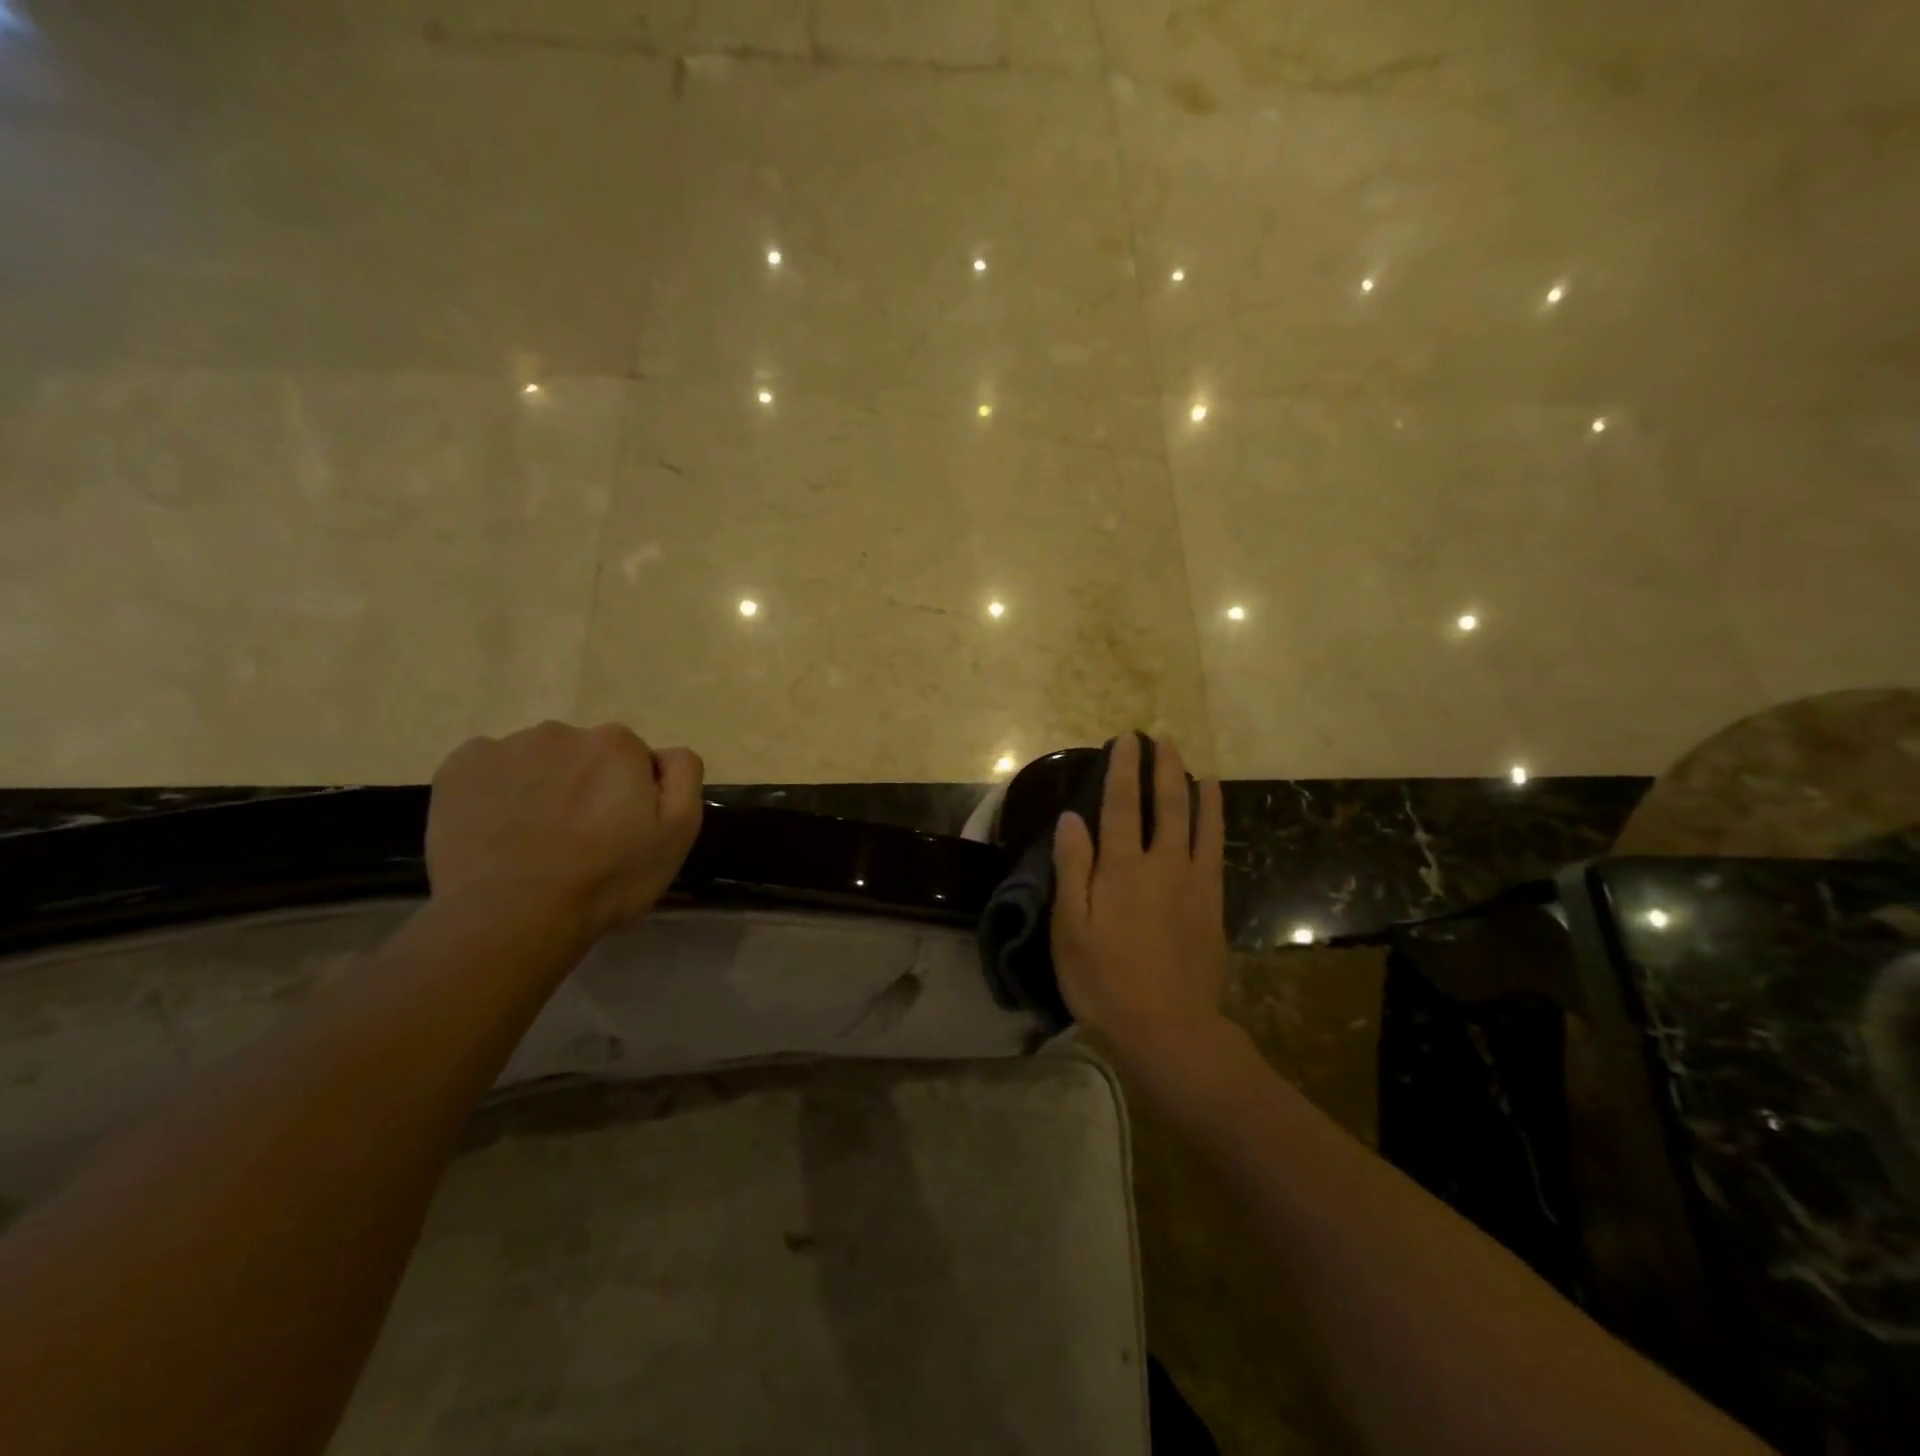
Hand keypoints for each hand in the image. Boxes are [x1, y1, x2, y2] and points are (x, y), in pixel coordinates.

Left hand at [426, 720, 703, 938]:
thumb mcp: (678, 833)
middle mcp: (563, 731)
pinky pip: (488, 768)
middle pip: (585, 755)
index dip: (631, 795)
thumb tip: (664, 753)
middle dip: (587, 786)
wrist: (511, 917)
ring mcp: (506, 747)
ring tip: (535, 839)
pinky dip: (496, 791)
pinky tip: (498, 829)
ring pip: (537, 761)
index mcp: (618, 744)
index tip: (620, 830)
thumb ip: (683, 776)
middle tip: (579, 838)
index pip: (634, 760)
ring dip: (543, 787)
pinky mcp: (458, 767)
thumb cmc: (607, 878)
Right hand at [1050, 734, 1228, 1064]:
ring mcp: (1194, 884)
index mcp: (1122, 869)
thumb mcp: (1070, 928)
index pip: (1122, 805)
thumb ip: (1072, 869)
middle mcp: (1162, 865)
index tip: (1127, 740)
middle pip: (1168, 805)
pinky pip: (1216, 851)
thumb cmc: (1104, 980)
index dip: (1123, 769)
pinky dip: (1216, 823)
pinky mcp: (1212, 905)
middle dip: (1164, 768)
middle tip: (1163, 740)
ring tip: (1195, 765)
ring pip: (1200, 823)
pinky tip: (1214, 814)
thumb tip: (1072, 818)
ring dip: (1196, 789)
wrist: (1167, 1030)